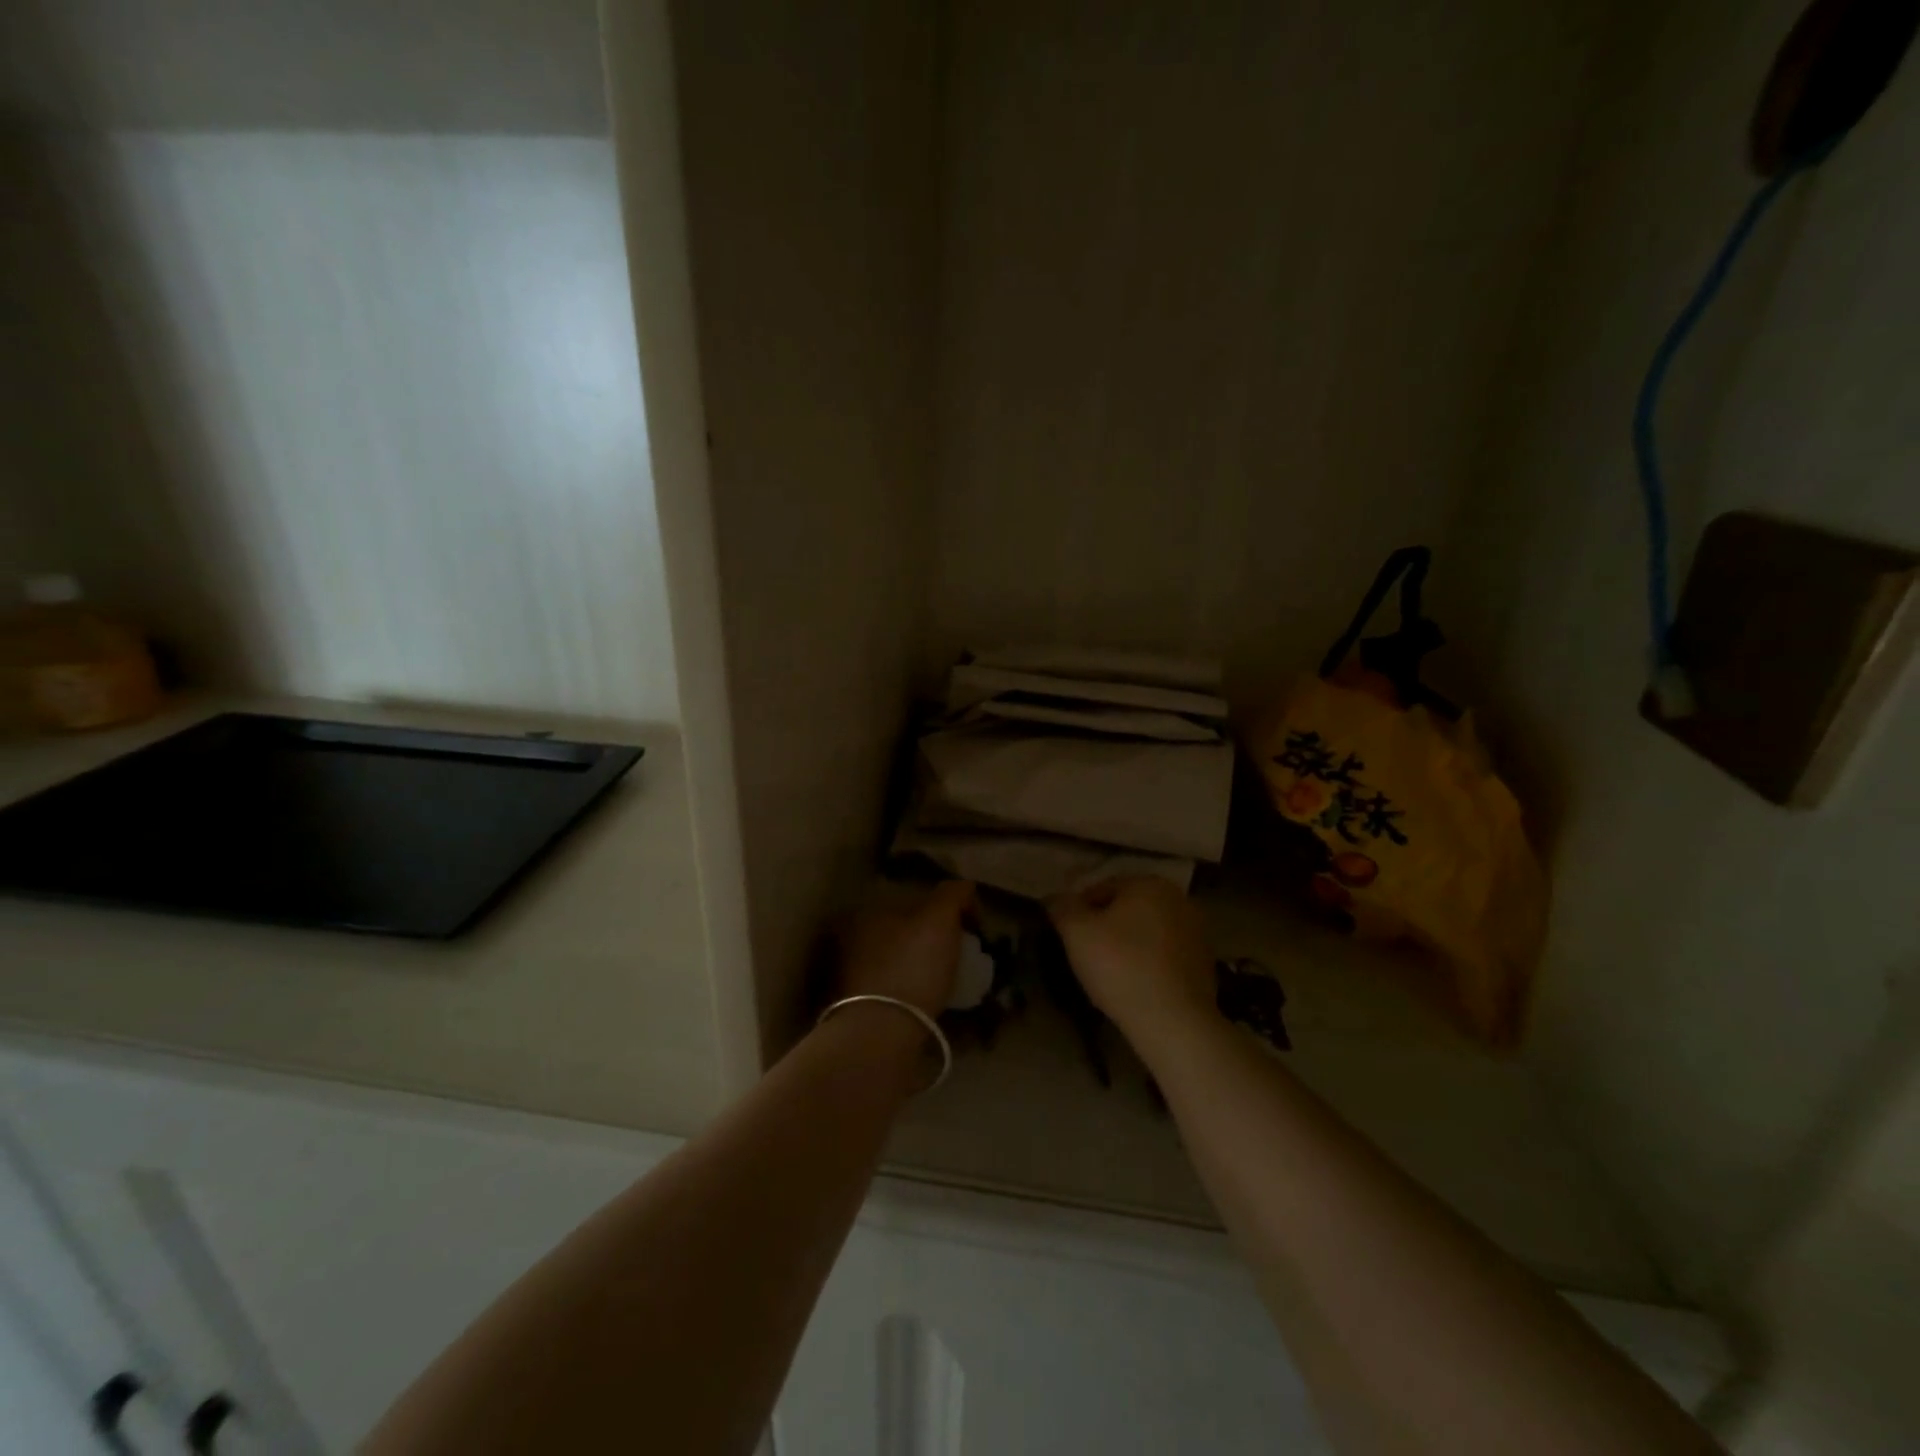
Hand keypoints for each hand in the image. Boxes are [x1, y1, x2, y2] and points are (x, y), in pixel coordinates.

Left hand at [835, 881, 977, 1017]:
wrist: (882, 1036)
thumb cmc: (911, 967)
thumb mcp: (939, 919)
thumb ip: (953, 895)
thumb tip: (965, 888)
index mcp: (864, 913)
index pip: (910, 900)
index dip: (944, 909)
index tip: (968, 927)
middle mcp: (850, 941)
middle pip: (903, 931)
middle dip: (930, 939)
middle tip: (962, 954)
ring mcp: (850, 978)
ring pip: (898, 962)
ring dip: (922, 967)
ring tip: (953, 981)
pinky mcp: (858, 1011)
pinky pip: (896, 992)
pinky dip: (914, 993)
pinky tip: (934, 1003)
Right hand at [1047, 877, 1215, 1045]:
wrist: (1174, 1021)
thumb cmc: (1121, 966)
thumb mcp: (1076, 932)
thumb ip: (1062, 907)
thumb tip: (1055, 898)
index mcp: (1149, 883)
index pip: (1101, 889)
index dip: (1078, 912)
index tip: (1068, 938)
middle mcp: (1178, 899)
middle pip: (1127, 910)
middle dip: (1106, 928)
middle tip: (1086, 956)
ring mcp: (1197, 932)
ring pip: (1147, 933)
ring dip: (1128, 946)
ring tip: (1109, 976)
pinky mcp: (1205, 964)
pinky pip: (1165, 957)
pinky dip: (1148, 965)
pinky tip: (1135, 987)